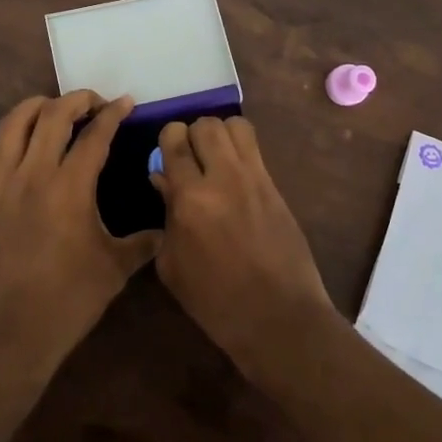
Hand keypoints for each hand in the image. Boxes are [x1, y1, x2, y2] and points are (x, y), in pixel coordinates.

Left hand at [0, 92, 156, 382]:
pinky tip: (29, 140)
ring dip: (40, 105)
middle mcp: (34, 173)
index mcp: (70, 187)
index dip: (113, 114)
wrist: (8, 331)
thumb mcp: (115, 269)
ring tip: (59, 109)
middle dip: (78, 99)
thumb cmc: (68, 300)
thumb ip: (143, 242)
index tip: (126, 103)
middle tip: (97, 104)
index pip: (94, 135)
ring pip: (16, 121)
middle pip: (53, 114)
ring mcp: (3, 181)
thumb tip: (165, 228)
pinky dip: (16, 130)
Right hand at [150, 116, 336, 380]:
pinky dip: (240, 150)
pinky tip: (234, 176)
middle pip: (206, 124)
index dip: (168, 140)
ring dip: (220, 135)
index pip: (175, 139)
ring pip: (235, 125)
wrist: (278, 317)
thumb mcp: (173, 265)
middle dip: (193, 134)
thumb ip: (166, 214)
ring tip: (215, 159)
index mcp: (191, 198)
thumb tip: (163, 179)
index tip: (167, 157)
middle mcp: (223, 177)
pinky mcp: (276, 186)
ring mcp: (255, 178)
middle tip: (190, 158)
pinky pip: (255, 148)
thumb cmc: (215, 301)